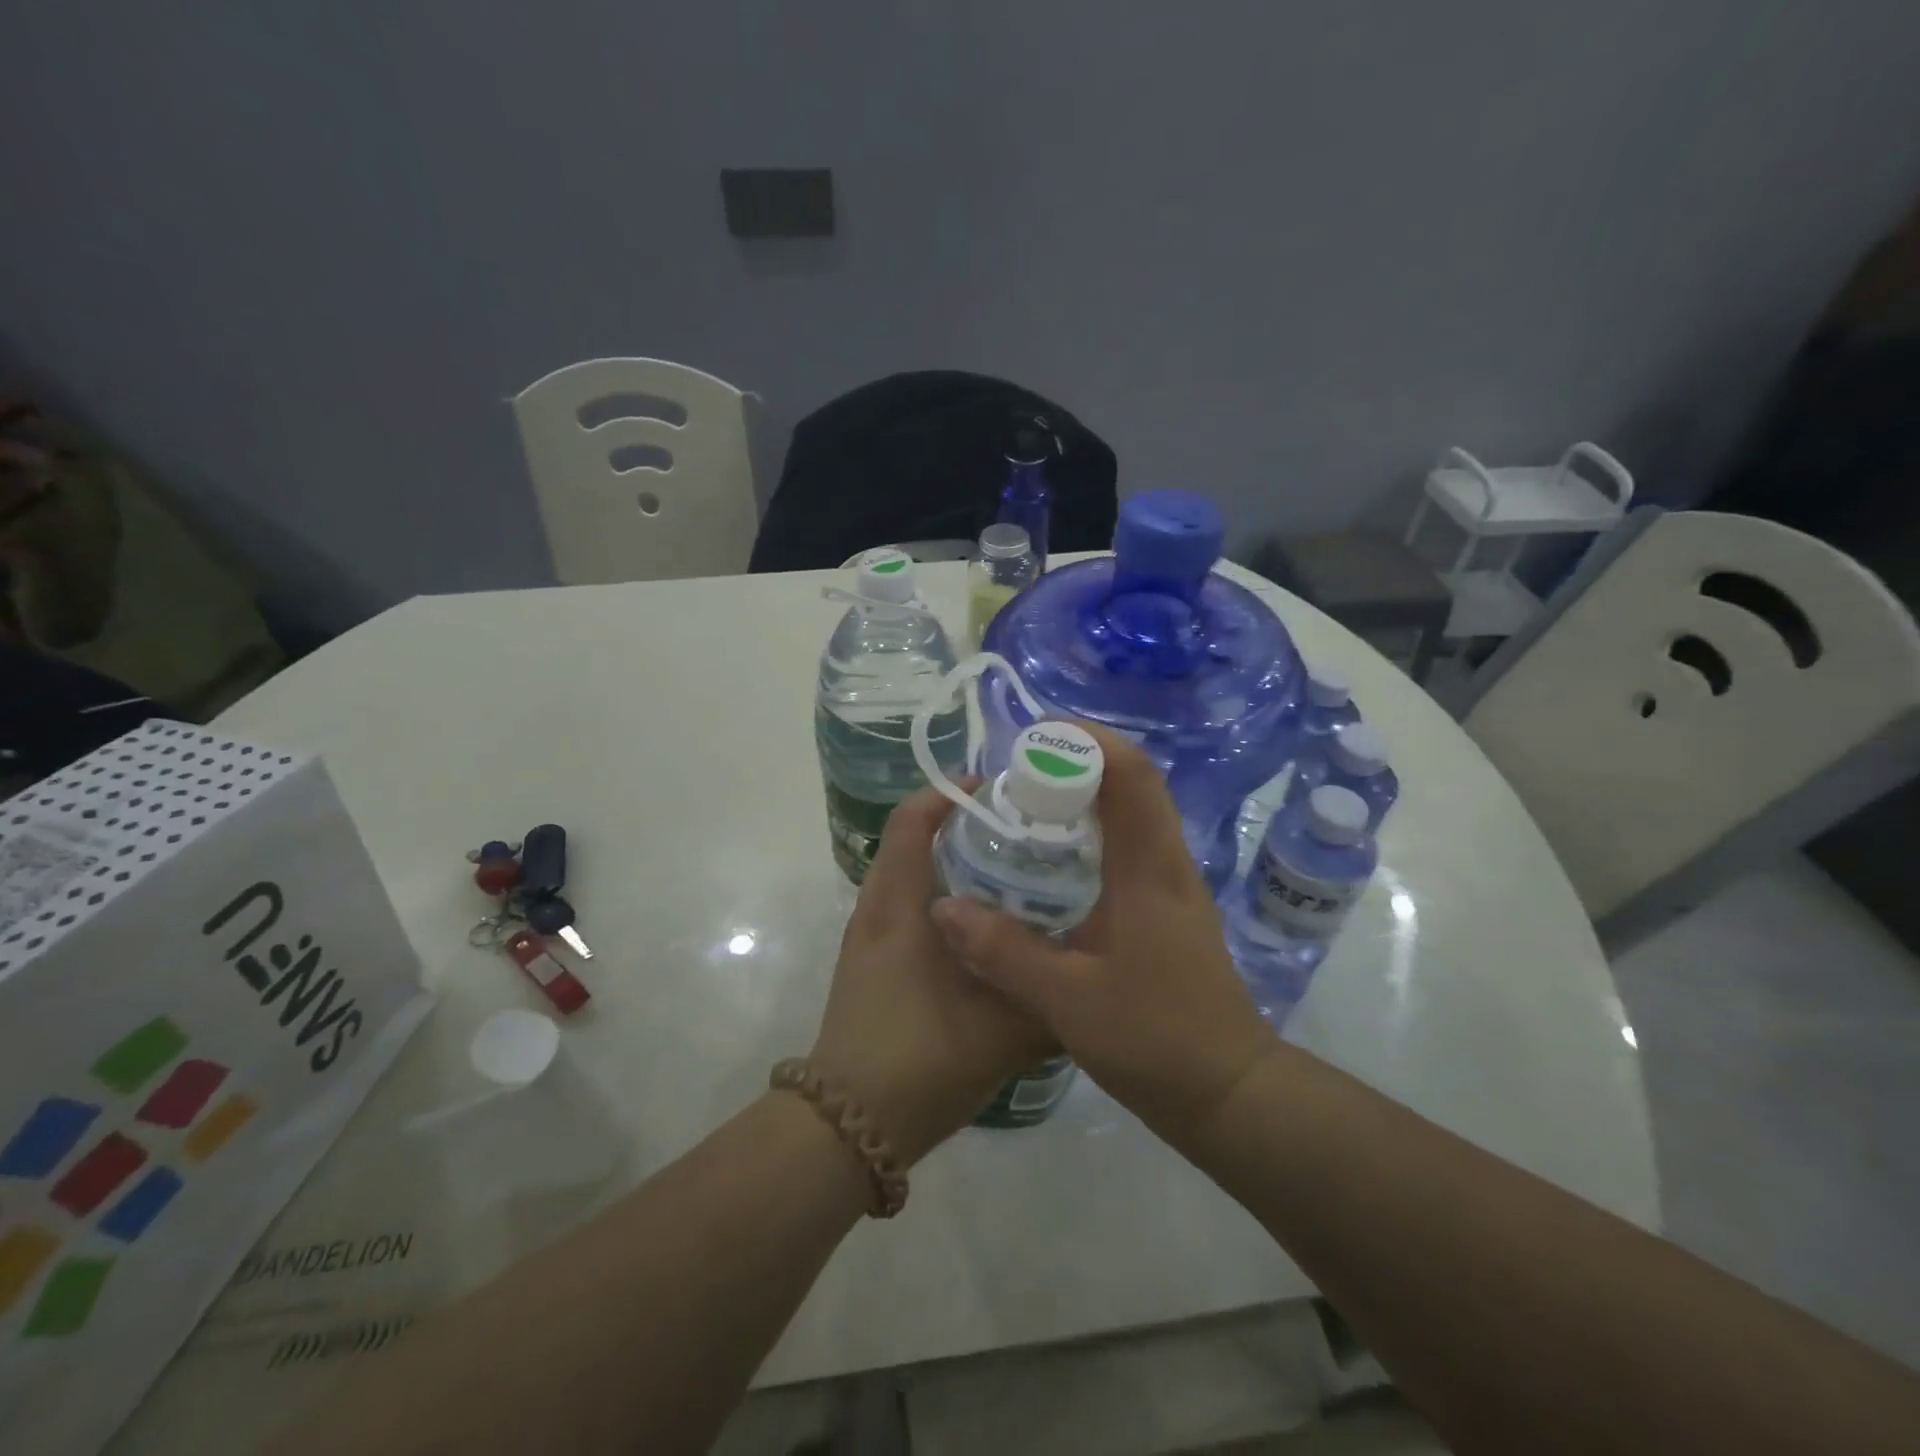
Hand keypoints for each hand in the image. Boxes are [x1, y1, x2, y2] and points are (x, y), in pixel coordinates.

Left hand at [810, 784, 1053, 1164]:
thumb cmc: (922, 1059)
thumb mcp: (1005, 1030)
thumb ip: (1053, 995)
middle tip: (1026, 830)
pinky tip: (991, 927)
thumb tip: (1099, 968)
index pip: (913, 819)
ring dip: (958, 863)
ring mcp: (873, 935)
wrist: (851, 1125)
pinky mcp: (876, 960)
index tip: (1003, 790)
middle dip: (967, 826)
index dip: (951, 792)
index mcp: (899, 903)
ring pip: (916, 875)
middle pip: (917, 839)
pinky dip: (949, 897)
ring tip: (1017, 871)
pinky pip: (914, 906)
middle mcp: (880, 907)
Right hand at [928, 726, 1275, 1143]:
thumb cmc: (1155, 1039)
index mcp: (1150, 869)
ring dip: (1085, 795)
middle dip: (1077, 762)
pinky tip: (1052, 861)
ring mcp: (1171, 884)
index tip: (1033, 736)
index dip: (1087, 741)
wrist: (1229, 1090)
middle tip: (1018, 771)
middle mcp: (1166, 863)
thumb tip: (943, 907)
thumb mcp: (1068, 1000)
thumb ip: (1003, 952)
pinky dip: (1092, 831)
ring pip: (1132, 813)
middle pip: (1133, 783)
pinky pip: (1129, 845)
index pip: (1131, 775)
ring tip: (1027, 805)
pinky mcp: (1167, 907)